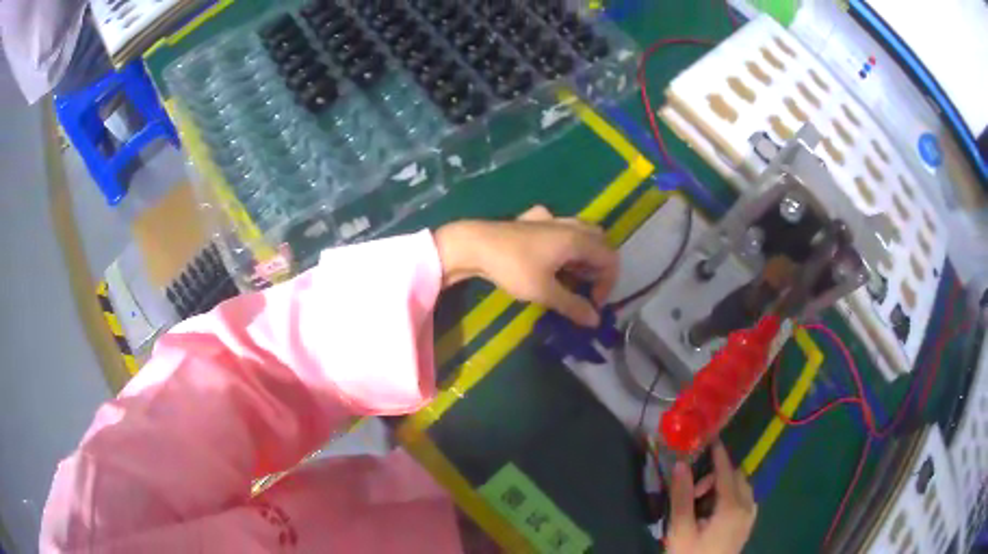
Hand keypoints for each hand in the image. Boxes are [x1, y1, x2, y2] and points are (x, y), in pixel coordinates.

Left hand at [435, 206, 618, 326]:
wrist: (475, 245)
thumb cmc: (513, 267)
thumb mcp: (545, 292)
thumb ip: (573, 306)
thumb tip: (595, 321)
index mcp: (578, 240)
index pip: (610, 259)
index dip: (607, 284)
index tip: (591, 304)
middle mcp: (570, 225)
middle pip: (600, 244)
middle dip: (598, 269)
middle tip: (584, 290)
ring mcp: (552, 220)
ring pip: (581, 234)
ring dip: (583, 257)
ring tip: (570, 278)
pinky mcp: (534, 221)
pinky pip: (561, 229)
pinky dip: (565, 244)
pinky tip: (550, 256)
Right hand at [667, 443, 756, 553]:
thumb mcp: (680, 531)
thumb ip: (682, 497)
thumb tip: (681, 465)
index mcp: (732, 507)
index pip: (726, 472)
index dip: (719, 454)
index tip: (711, 439)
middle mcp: (747, 507)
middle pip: (736, 478)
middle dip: (716, 476)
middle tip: (693, 492)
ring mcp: (750, 517)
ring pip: (742, 488)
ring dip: (724, 486)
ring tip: (701, 503)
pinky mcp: (747, 525)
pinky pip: (744, 499)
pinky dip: (731, 495)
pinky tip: (715, 510)